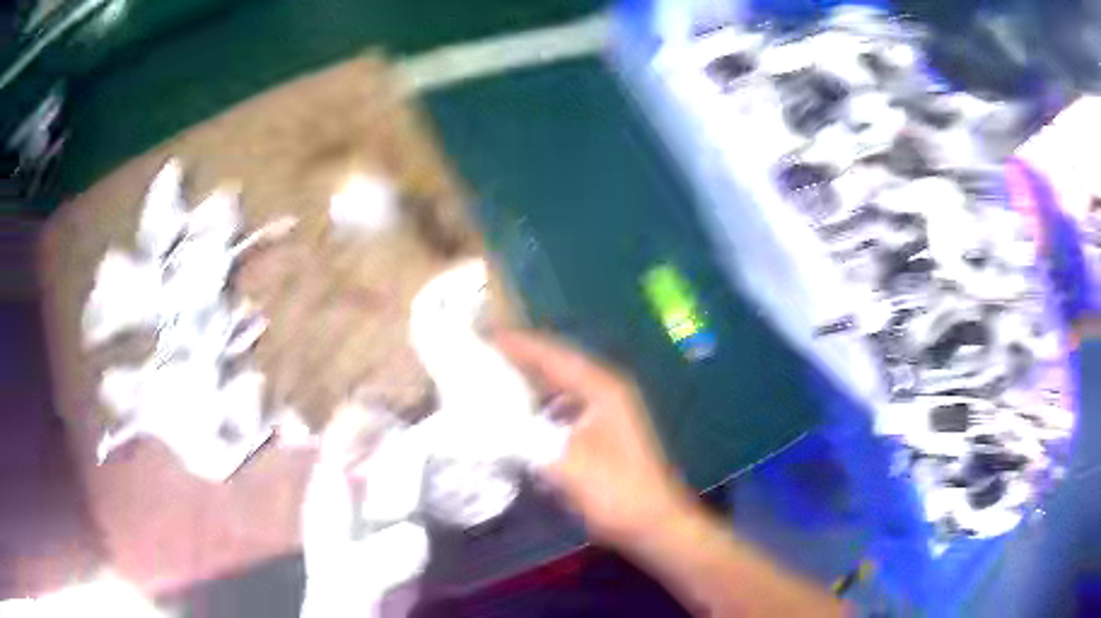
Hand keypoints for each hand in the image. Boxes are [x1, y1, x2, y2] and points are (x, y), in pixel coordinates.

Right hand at [495, 330, 693, 547]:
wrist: (654, 524)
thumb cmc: (616, 492)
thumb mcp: (566, 464)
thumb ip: (524, 439)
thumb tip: (483, 420)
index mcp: (601, 388)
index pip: (551, 354)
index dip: (516, 342)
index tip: (480, 333)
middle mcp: (604, 391)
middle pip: (555, 363)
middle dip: (518, 356)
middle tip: (479, 350)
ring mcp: (604, 412)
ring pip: (558, 385)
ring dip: (527, 379)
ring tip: (490, 376)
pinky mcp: (599, 432)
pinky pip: (561, 407)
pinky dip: (537, 405)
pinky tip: (516, 414)